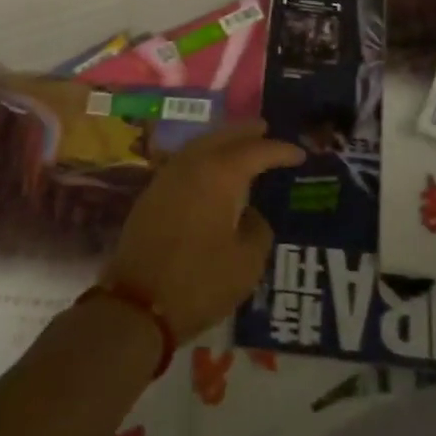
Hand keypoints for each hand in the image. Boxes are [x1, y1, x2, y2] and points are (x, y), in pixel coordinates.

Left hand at [102, 123, 304, 341]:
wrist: (136, 305)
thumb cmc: (199, 282)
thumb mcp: (246, 263)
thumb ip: (258, 230)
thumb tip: (252, 215)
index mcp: (219, 174)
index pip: (256, 151)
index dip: (280, 151)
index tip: (299, 154)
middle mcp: (192, 165)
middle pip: (224, 136)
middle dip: (247, 132)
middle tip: (267, 130)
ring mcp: (167, 176)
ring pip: (201, 145)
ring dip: (223, 141)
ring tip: (242, 145)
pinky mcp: (152, 194)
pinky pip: (185, 161)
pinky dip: (204, 157)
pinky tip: (212, 170)